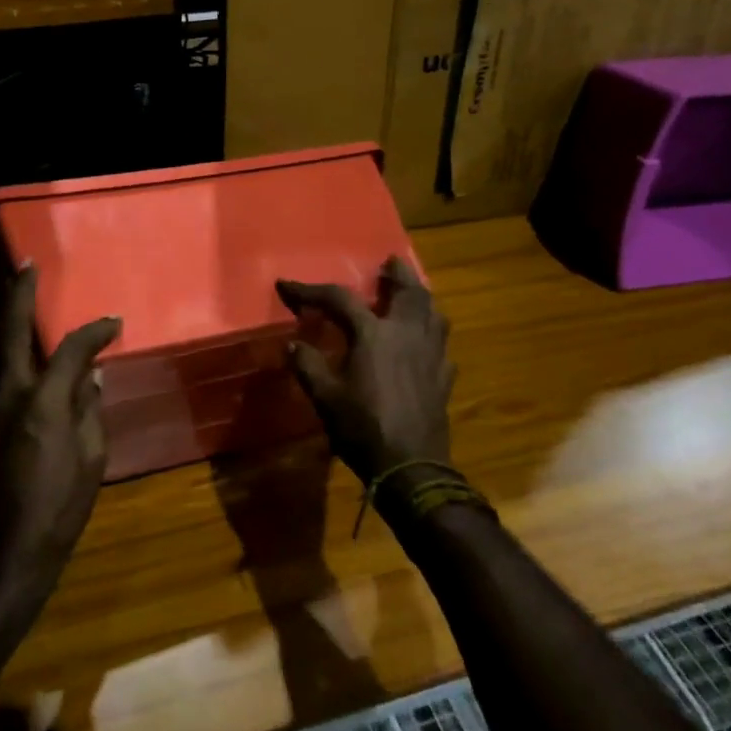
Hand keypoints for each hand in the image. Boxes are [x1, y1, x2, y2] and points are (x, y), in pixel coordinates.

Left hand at [0, 265, 121, 600]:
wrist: (3, 552)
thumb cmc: (58, 509)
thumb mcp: (91, 460)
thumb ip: (90, 410)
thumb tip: (91, 376)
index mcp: (44, 402)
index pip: (70, 349)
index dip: (94, 331)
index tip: (114, 322)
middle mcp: (10, 394)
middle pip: (11, 331)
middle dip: (18, 293)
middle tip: (25, 264)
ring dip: (5, 317)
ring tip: (14, 292)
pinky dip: (7, 351)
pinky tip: (19, 349)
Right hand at [277, 256, 452, 482]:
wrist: (411, 467)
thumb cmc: (363, 428)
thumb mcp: (325, 398)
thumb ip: (308, 366)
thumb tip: (294, 344)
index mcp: (373, 335)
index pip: (339, 299)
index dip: (310, 290)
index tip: (286, 285)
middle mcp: (406, 334)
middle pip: (408, 291)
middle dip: (397, 273)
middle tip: (389, 262)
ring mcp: (431, 354)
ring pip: (434, 313)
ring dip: (421, 298)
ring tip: (412, 294)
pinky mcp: (444, 376)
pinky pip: (442, 344)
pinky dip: (432, 333)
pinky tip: (424, 342)